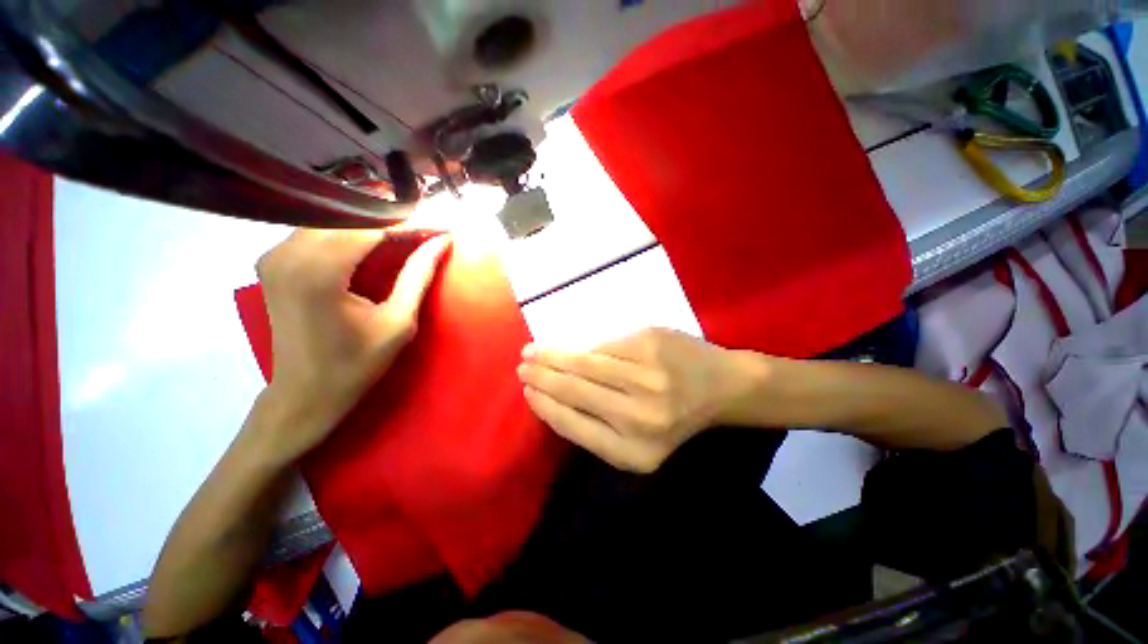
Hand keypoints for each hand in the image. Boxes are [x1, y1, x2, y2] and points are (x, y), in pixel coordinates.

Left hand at [253, 228, 449, 461]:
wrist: (303, 393)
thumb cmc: (356, 365)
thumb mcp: (398, 322)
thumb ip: (418, 276)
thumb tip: (441, 241)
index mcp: (319, 273)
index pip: (371, 229)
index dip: (411, 223)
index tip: (442, 224)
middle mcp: (288, 254)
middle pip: (348, 218)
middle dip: (393, 219)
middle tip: (428, 226)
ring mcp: (274, 255)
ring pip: (331, 220)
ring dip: (371, 223)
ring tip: (408, 230)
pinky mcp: (273, 261)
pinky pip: (316, 231)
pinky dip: (349, 231)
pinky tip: (374, 238)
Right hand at [518, 328, 760, 472]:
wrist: (722, 387)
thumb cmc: (676, 417)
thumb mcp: (639, 441)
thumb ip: (597, 425)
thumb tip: (552, 395)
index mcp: (633, 452)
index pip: (573, 425)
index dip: (545, 405)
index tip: (527, 392)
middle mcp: (639, 417)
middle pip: (574, 391)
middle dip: (542, 377)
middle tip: (522, 366)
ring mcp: (646, 377)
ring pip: (585, 363)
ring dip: (554, 356)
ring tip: (534, 351)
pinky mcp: (650, 343)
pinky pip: (605, 345)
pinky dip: (587, 348)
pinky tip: (573, 348)